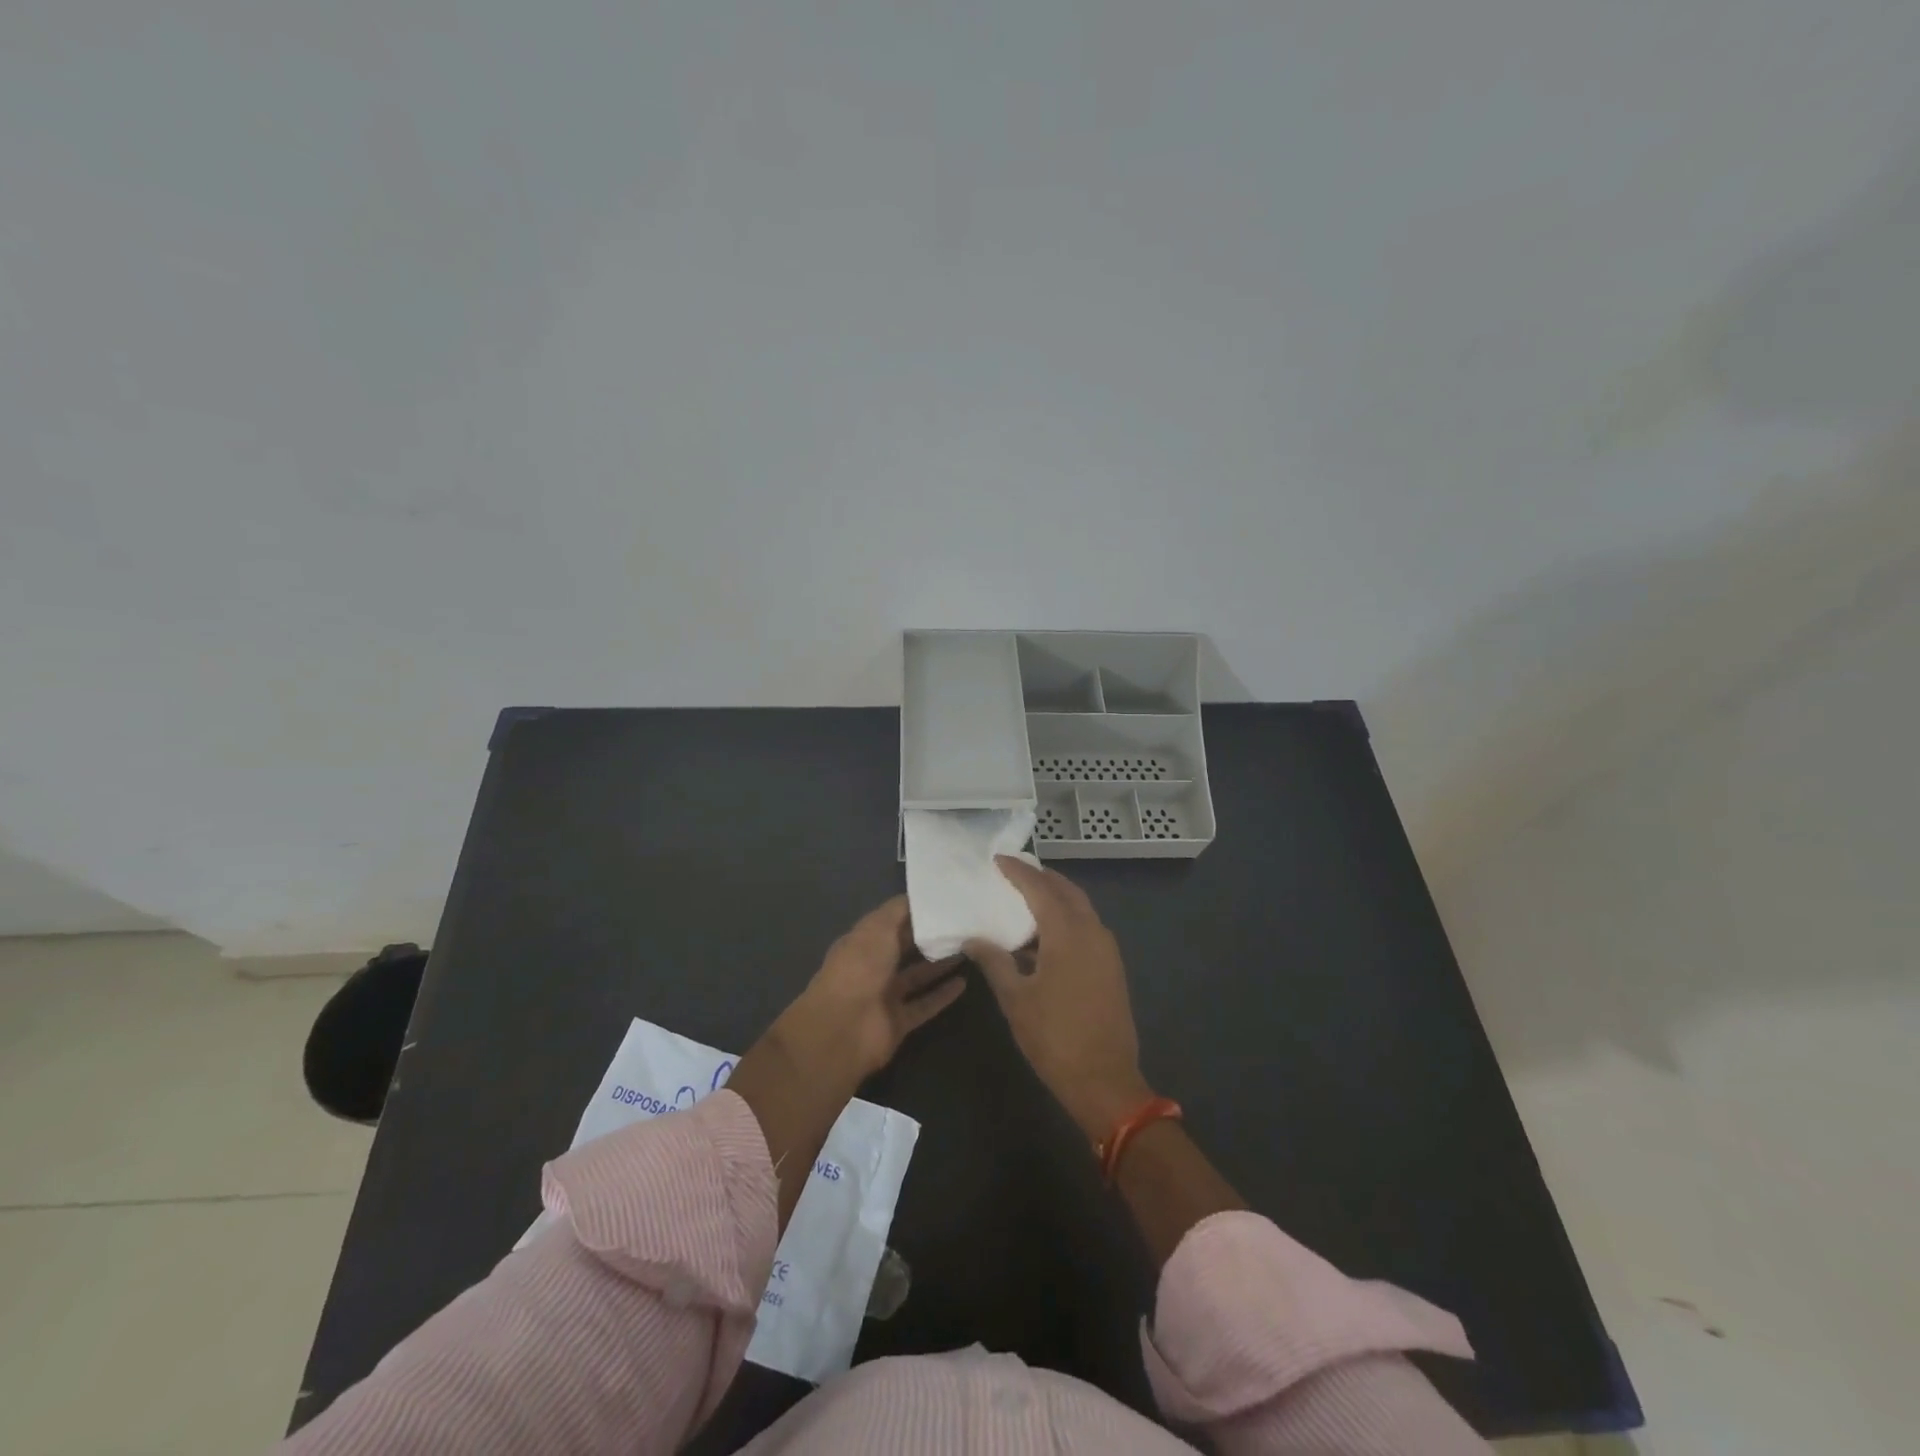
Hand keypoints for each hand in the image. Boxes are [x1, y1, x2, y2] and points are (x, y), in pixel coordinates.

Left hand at [778, 896, 966, 1083]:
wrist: (843, 1029)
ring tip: (969, 949)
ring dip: (939, 964)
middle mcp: (873, 966)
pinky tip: (963, 983)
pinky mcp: (898, 1021)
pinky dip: (942, 995)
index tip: (944, 902)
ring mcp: (885, 995)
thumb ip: (898, 911)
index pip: (891, 922)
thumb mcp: (877, 928)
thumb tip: (918, 895)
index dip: (914, 911)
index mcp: (862, 941)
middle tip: (963, 924)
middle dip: (929, 937)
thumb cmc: (858, 968)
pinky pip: (924, 1004)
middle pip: (905, 948)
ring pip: (917, 976)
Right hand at [965, 858, 1154, 1141]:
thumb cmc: (1054, 1037)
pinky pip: (1086, 928)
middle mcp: (1092, 932)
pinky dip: (1065, 919)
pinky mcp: (1111, 967)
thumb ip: (994, 961)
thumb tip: (972, 938)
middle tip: (1014, 872)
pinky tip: (1043, 935)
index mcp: (1068, 933)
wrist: (1105, 1081)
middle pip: (1067, 891)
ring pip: (1080, 909)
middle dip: (1041, 878)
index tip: (999, 859)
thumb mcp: (1016, 999)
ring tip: (1025, 898)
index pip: (1040, 889)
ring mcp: (1107, 950)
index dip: (1019, 872)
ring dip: (1055, 898)